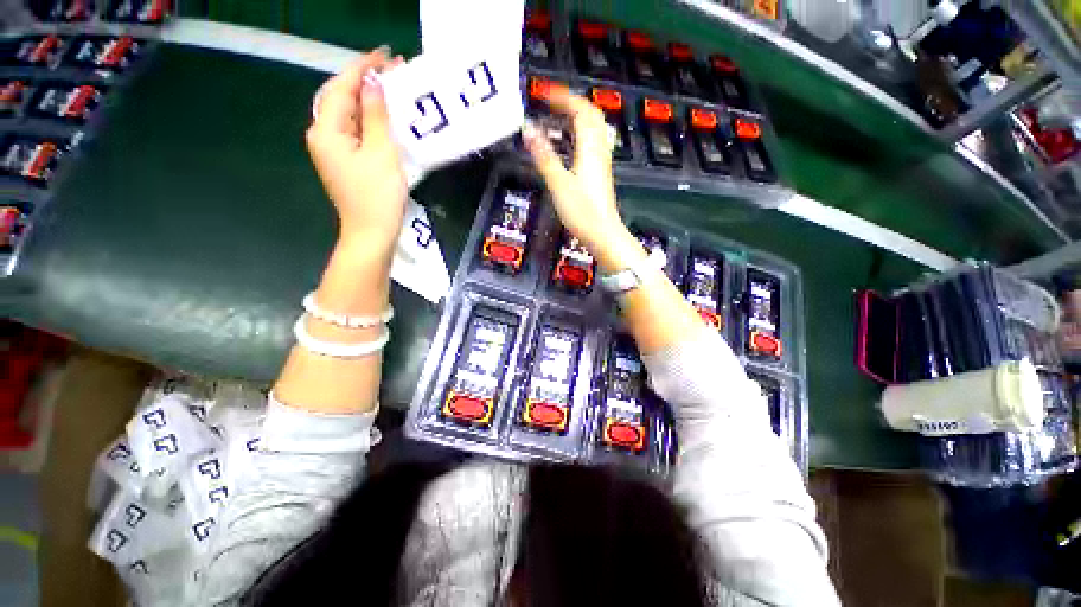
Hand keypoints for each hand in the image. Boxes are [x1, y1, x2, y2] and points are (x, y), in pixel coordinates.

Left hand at [306, 49, 406, 254]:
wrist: (371, 233)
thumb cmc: (378, 197)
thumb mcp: (381, 153)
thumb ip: (375, 116)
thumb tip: (373, 84)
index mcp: (327, 130)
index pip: (342, 87)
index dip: (363, 68)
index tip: (387, 55)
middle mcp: (323, 135)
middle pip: (341, 97)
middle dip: (364, 80)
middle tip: (392, 69)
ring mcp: (332, 149)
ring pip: (348, 113)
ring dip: (367, 99)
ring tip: (390, 88)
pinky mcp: (344, 160)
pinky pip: (354, 130)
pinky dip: (368, 118)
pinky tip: (383, 116)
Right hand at [522, 88, 633, 261]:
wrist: (603, 234)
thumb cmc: (583, 212)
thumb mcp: (558, 183)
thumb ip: (543, 156)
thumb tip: (529, 130)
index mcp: (590, 148)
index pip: (581, 110)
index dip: (563, 97)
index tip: (544, 93)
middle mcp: (598, 151)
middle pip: (591, 116)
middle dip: (572, 104)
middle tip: (552, 103)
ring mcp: (601, 163)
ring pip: (593, 130)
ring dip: (577, 119)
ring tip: (557, 119)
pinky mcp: (599, 175)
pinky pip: (591, 145)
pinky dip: (579, 137)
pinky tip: (567, 146)